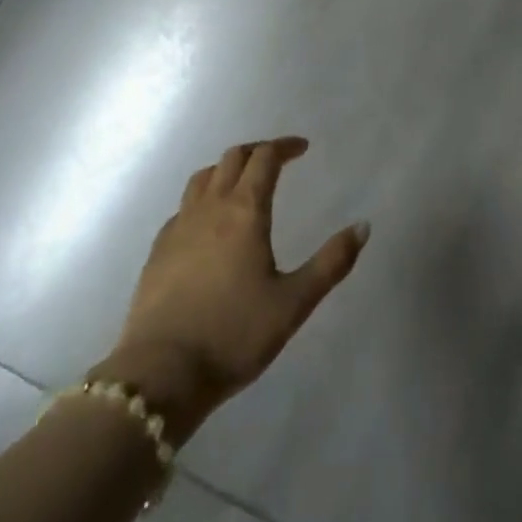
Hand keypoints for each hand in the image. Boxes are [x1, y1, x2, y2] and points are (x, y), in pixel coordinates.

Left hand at [93, 138, 367, 444]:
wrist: (160, 374)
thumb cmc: (234, 335)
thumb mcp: (294, 303)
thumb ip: (331, 263)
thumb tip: (363, 226)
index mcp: (245, 211)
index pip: (265, 158)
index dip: (285, 147)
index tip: (302, 148)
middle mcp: (210, 207)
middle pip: (232, 158)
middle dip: (257, 151)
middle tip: (277, 160)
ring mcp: (179, 227)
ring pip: (203, 177)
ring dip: (226, 169)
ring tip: (242, 183)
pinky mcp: (158, 251)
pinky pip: (183, 207)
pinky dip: (202, 200)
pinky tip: (207, 224)